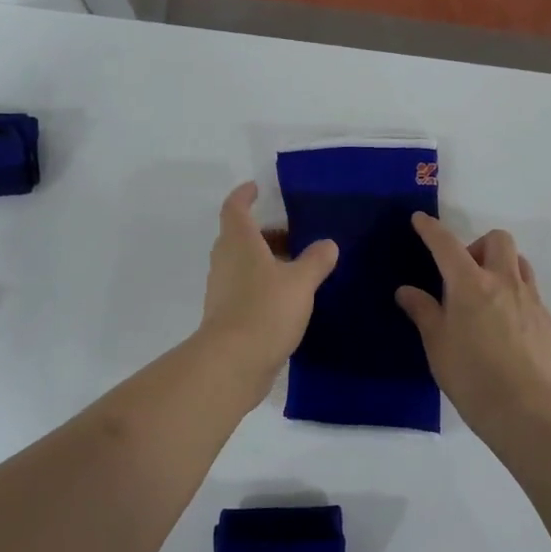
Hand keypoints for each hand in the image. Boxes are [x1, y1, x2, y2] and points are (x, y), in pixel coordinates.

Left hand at [197, 182, 338, 386]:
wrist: (233, 363)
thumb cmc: (265, 310)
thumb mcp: (301, 282)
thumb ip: (316, 260)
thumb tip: (327, 244)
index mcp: (239, 242)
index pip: (235, 208)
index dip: (244, 195)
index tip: (257, 188)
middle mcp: (226, 261)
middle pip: (241, 236)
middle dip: (266, 232)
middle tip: (296, 233)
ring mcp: (223, 289)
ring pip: (244, 264)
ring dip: (267, 260)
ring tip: (300, 266)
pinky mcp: (227, 315)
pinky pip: (246, 289)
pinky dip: (265, 285)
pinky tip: (290, 298)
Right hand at [396, 214, 550, 430]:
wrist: (525, 408)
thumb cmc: (469, 375)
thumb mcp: (436, 344)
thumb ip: (423, 311)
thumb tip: (406, 291)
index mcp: (470, 284)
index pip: (447, 245)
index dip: (431, 230)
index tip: (421, 220)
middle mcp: (504, 282)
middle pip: (498, 240)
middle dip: (479, 246)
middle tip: (465, 274)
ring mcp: (532, 300)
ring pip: (521, 263)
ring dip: (503, 267)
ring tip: (488, 297)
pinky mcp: (549, 322)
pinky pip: (533, 296)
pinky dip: (517, 300)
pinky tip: (508, 331)